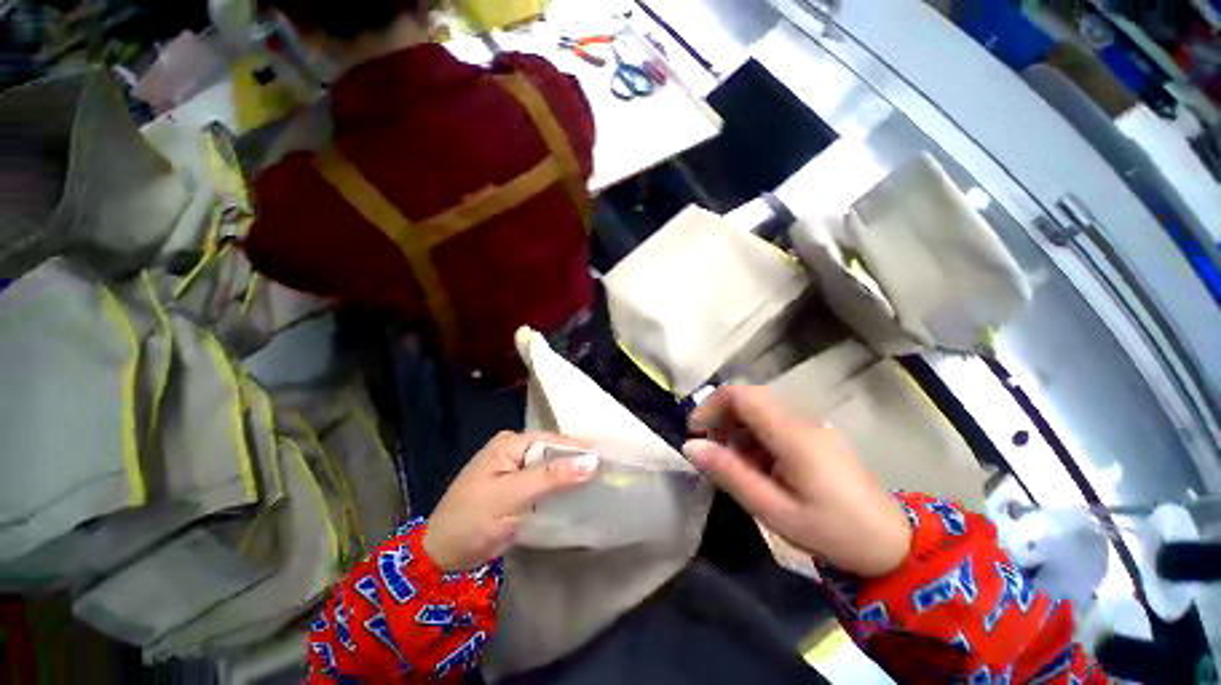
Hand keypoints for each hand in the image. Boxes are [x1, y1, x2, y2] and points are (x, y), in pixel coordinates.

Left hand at [423, 431, 597, 570]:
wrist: (441, 557)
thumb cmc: (472, 519)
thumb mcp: (512, 495)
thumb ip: (551, 476)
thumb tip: (591, 461)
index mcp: (510, 443)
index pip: (553, 440)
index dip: (578, 449)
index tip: (607, 460)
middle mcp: (515, 451)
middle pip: (553, 452)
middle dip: (576, 463)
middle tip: (607, 472)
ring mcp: (516, 471)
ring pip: (551, 469)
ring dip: (570, 476)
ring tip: (600, 482)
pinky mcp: (518, 490)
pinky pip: (545, 484)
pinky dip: (560, 489)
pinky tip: (579, 495)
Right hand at [684, 386, 910, 577]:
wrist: (893, 544)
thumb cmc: (833, 531)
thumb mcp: (774, 509)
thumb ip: (730, 474)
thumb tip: (691, 447)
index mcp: (792, 434)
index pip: (741, 395)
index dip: (711, 405)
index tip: (695, 431)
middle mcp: (800, 421)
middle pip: (749, 398)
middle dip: (721, 418)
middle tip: (710, 450)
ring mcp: (810, 427)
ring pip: (760, 411)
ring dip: (736, 429)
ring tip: (731, 464)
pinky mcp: (814, 437)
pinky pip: (774, 424)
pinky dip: (754, 438)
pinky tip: (756, 467)